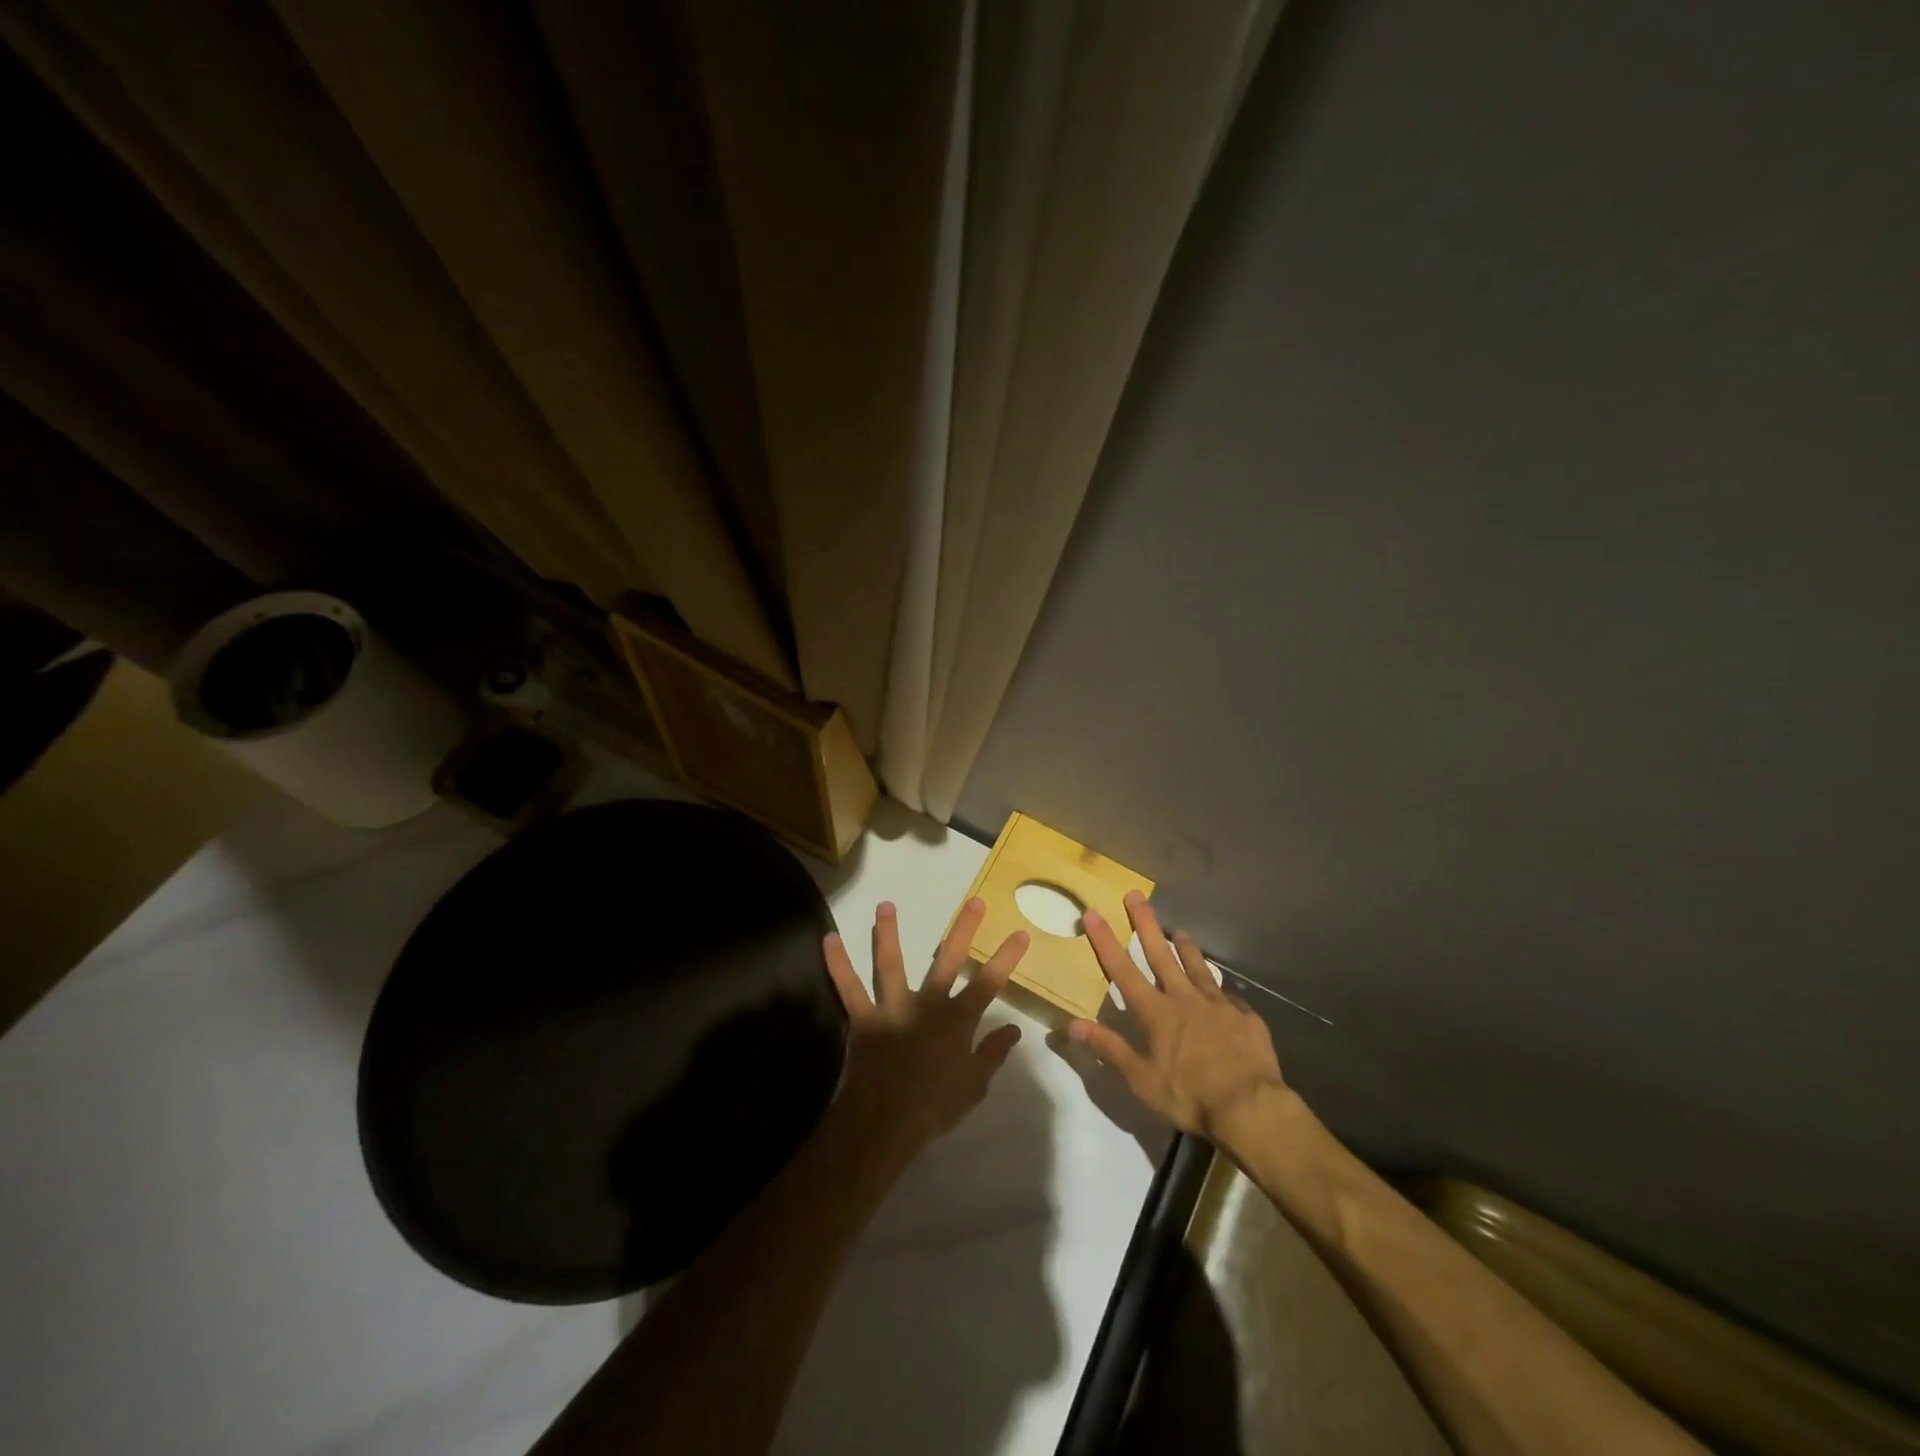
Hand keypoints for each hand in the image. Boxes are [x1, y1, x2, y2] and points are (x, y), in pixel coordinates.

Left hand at [823, 898, 1027, 1168]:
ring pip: (891, 964)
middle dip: (963, 930)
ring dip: (888, 933)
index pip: (989, 983)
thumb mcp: (974, 1086)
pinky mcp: (864, 1018)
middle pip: (948, 961)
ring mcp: (893, 1008)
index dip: (1006, 957)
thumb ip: (992, 1053)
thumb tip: (1014, 1029)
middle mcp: (927, 1005)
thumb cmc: (934, 1107)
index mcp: (957, 1021)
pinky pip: (848, 988)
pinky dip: (837, 964)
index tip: (1021, 933)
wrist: (885, 1123)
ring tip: (885, 905)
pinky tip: (829, 939)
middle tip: (973, 900)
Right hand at [1070, 891, 1289, 1147]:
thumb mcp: (1142, 1081)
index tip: (1093, 913)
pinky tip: (1224, 989)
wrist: (1252, 1107)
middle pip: (1161, 954)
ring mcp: (1218, 1005)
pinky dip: (1221, 989)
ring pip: (1198, 968)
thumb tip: (1072, 1024)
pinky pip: (1229, 997)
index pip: (1123, 970)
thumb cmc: (1190, 1096)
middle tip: (1136, 895)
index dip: (1105, 941)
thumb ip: (1109, 1049)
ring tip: (1182, 931)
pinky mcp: (1245, 1018)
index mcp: (1157, 1013)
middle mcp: (1185, 999)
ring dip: (1187, 948)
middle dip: (1146, 924)